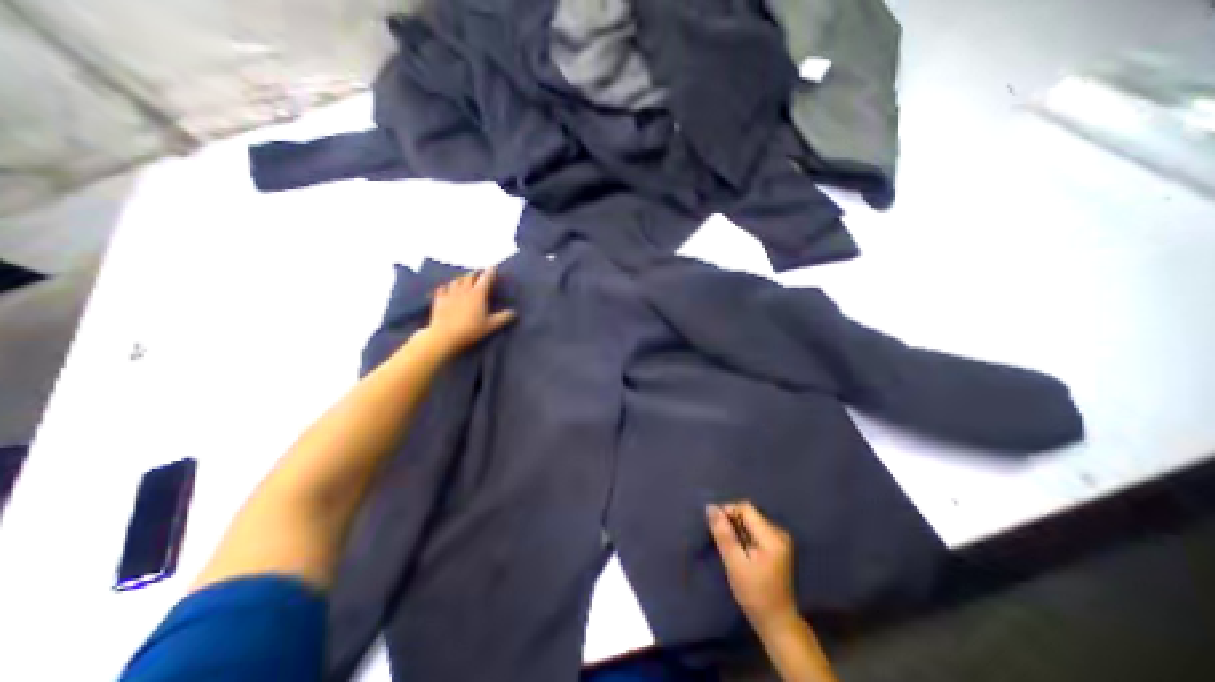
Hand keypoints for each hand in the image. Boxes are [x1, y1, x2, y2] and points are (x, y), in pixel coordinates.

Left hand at [422, 265, 514, 356]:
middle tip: (479, 272)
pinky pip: (442, 288)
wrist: (445, 336)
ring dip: (462, 278)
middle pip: (469, 277)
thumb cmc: (470, 330)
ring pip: (456, 281)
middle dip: (475, 273)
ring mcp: (450, 294)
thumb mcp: (490, 326)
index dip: (490, 272)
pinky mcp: (439, 300)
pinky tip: (447, 288)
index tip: (493, 267)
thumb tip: (514, 313)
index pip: (486, 279)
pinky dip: (446, 286)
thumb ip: (503, 318)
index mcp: (478, 294)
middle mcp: (464, 290)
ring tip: (464, 279)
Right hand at [708, 500, 805, 634]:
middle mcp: (779, 532)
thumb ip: (723, 534)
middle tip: (722, 542)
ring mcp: (780, 539)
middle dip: (732, 523)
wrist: (777, 623)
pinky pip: (755, 530)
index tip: (716, 529)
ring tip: (731, 549)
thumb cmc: (755, 595)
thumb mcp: (735, 564)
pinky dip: (744, 536)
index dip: (728, 512)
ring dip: (737, 530)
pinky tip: (740, 552)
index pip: (745, 508)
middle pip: (749, 514)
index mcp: (772, 536)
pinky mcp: (777, 545)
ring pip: (750, 521)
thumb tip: (710, 507)